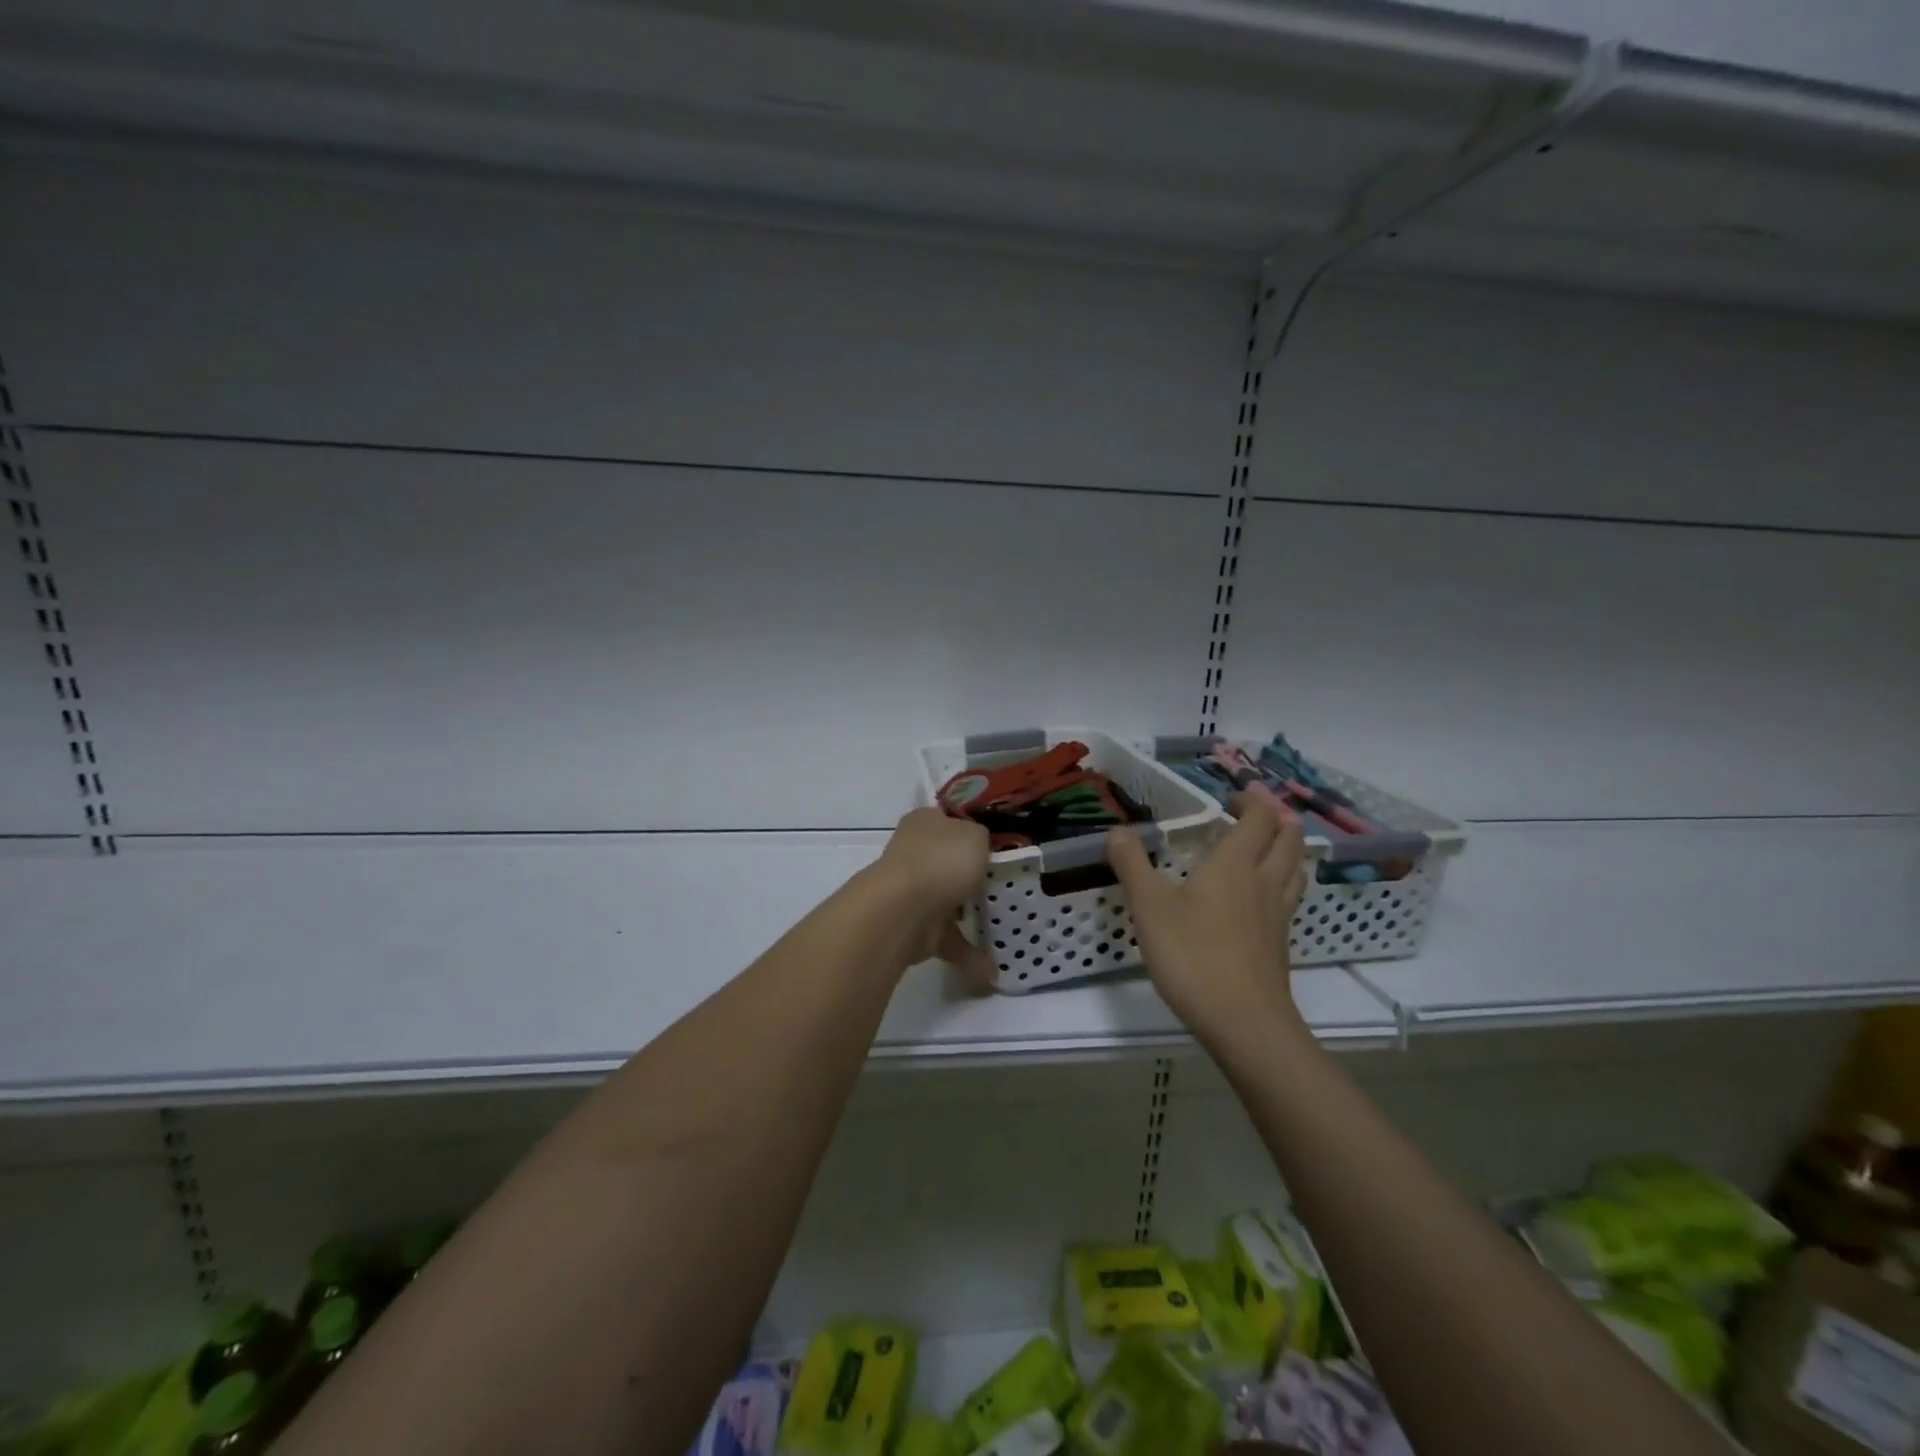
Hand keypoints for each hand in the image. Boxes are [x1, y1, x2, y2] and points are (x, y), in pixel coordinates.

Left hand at [871, 808, 995, 984]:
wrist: (904, 910)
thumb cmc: (942, 861)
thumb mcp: (976, 835)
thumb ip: (982, 838)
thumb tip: (977, 847)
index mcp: (925, 822)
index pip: (950, 821)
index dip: (973, 831)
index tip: (998, 848)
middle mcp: (914, 853)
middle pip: (949, 862)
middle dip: (972, 876)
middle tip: (1007, 886)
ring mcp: (912, 891)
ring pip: (947, 901)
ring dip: (971, 917)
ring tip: (1005, 929)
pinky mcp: (914, 926)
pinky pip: (948, 938)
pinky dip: (968, 953)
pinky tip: (992, 970)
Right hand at [1107, 796, 1309, 1039]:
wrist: (1243, 1023)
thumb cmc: (1192, 955)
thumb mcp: (1149, 906)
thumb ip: (1132, 864)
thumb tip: (1117, 830)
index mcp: (1236, 864)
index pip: (1258, 818)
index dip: (1250, 801)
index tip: (1229, 799)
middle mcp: (1264, 882)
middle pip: (1289, 839)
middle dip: (1276, 820)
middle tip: (1250, 817)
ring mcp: (1278, 915)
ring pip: (1296, 869)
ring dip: (1286, 850)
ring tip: (1264, 850)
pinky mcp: (1280, 945)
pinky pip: (1289, 899)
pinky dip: (1282, 884)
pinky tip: (1260, 900)